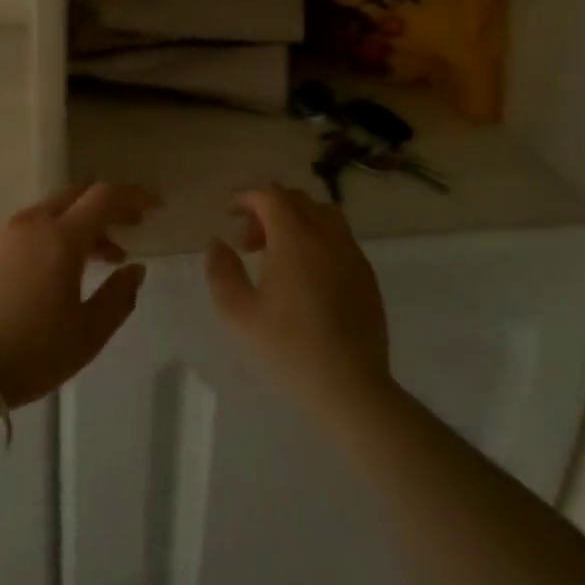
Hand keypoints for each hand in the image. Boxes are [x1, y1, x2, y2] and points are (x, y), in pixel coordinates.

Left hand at [0, 183, 155, 406]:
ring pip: (47, 212)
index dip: (134, 196)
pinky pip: (20, 230)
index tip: (154, 207)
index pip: (105, 197)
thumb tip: (135, 269)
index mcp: (61, 237)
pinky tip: (43, 273)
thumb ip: (119, 296)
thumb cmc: (30, 353)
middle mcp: (30, 222)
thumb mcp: (88, 334)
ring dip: (75, 226)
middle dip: (106, 207)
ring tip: (90, 262)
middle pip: (75, 195)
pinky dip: (43, 238)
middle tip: (127, 230)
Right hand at [204, 185, 392, 418]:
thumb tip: (216, 243)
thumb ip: (222, 271)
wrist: (351, 388)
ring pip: (323, 215)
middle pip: (297, 200)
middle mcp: (327, 236)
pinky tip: (306, 278)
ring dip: (296, 222)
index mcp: (295, 238)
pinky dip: (317, 240)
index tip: (229, 214)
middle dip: (268, 209)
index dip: (247, 197)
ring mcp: (352, 255)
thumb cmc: (288, 349)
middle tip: (248, 241)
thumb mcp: (239, 314)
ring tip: (278, 256)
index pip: (271, 195)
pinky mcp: (367, 276)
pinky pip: (339, 239)